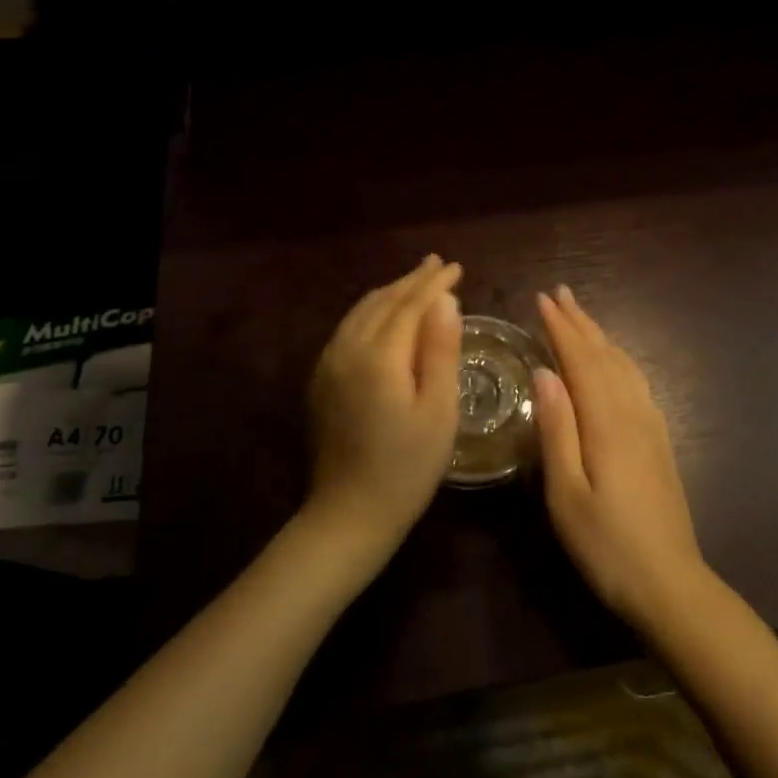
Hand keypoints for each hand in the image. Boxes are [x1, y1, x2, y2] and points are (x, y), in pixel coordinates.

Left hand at [305, 256, 463, 553]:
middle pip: (382, 302)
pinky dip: (371, 312)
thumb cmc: (408, 466)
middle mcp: (347, 349)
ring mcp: (328, 364)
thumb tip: (446, 300)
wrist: (349, 512)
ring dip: (390, 293)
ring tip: (414, 282)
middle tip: (437, 264)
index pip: (410, 305)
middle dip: (412, 281)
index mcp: (379, 356)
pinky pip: (348, 329)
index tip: (456, 267)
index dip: (434, 284)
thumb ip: (441, 350)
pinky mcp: (321, 380)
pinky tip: (383, 316)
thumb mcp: (439, 410)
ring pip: (361, 312)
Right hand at [533, 286, 710, 631]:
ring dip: (601, 337)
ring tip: (582, 317)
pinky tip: (615, 364)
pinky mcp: (660, 442)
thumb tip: (544, 372)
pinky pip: (638, 384)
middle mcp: (633, 414)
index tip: (542, 299)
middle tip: (560, 293)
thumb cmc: (606, 545)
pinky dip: (620, 361)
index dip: (561, 328)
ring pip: (625, 367)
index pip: (580, 361)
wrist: (670, 582)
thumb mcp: (566, 493)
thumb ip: (556, 429)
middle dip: (581, 323)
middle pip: (605, 356)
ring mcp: (651, 426)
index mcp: (606, 423)